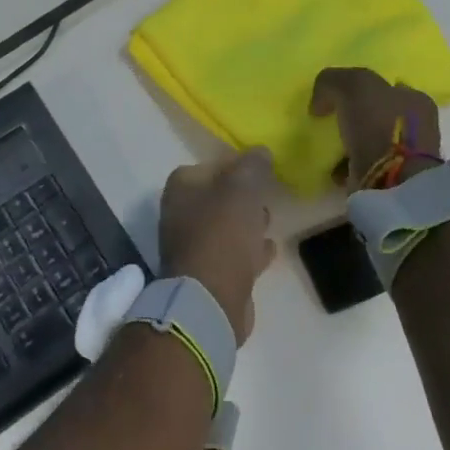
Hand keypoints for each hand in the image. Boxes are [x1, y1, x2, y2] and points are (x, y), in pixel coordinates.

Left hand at [157, 148, 276, 343]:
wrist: (210, 298)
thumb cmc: (223, 233)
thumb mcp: (242, 187)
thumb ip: (253, 165)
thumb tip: (260, 151)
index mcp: (182, 188)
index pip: (210, 165)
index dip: (236, 165)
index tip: (261, 169)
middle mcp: (180, 213)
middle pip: (217, 196)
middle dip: (241, 195)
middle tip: (265, 193)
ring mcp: (192, 246)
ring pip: (225, 226)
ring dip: (246, 222)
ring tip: (268, 218)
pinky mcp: (208, 274)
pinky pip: (232, 254)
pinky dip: (249, 250)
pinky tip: (269, 249)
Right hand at [309, 67, 442, 187]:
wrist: (391, 181)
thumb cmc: (379, 126)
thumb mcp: (353, 86)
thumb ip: (332, 81)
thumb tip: (320, 103)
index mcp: (415, 100)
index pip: (387, 87)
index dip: (360, 90)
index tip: (336, 98)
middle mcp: (417, 126)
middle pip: (378, 115)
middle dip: (355, 118)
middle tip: (330, 121)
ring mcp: (407, 156)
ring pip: (371, 142)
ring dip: (350, 144)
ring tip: (328, 147)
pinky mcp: (393, 181)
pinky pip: (364, 167)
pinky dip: (348, 167)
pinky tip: (334, 168)